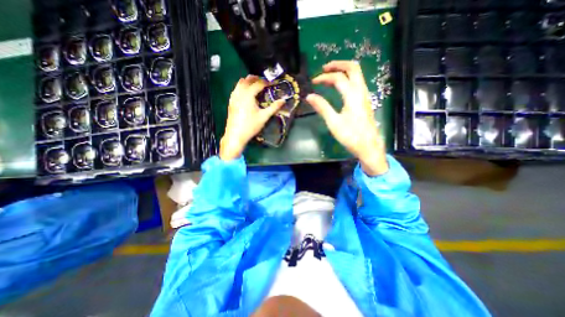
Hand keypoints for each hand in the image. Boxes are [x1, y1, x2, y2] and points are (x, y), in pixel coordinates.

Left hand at [218, 74, 284, 160]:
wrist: (235, 135)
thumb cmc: (251, 126)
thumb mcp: (264, 117)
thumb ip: (274, 107)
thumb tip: (283, 100)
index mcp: (248, 95)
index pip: (258, 84)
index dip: (266, 82)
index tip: (273, 83)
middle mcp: (239, 93)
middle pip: (247, 80)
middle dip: (256, 79)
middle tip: (265, 83)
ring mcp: (233, 97)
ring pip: (240, 83)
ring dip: (248, 81)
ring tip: (256, 86)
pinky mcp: (231, 102)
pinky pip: (236, 89)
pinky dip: (242, 87)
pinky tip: (247, 94)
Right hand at [304, 61, 388, 176]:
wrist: (368, 146)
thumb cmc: (351, 135)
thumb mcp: (334, 122)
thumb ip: (322, 107)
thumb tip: (309, 96)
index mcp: (353, 95)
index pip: (338, 78)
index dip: (324, 78)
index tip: (313, 82)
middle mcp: (361, 91)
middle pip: (353, 68)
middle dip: (338, 65)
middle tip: (324, 68)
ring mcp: (364, 96)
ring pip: (357, 74)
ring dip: (343, 70)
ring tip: (330, 75)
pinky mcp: (364, 101)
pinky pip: (357, 82)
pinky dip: (347, 78)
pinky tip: (339, 86)